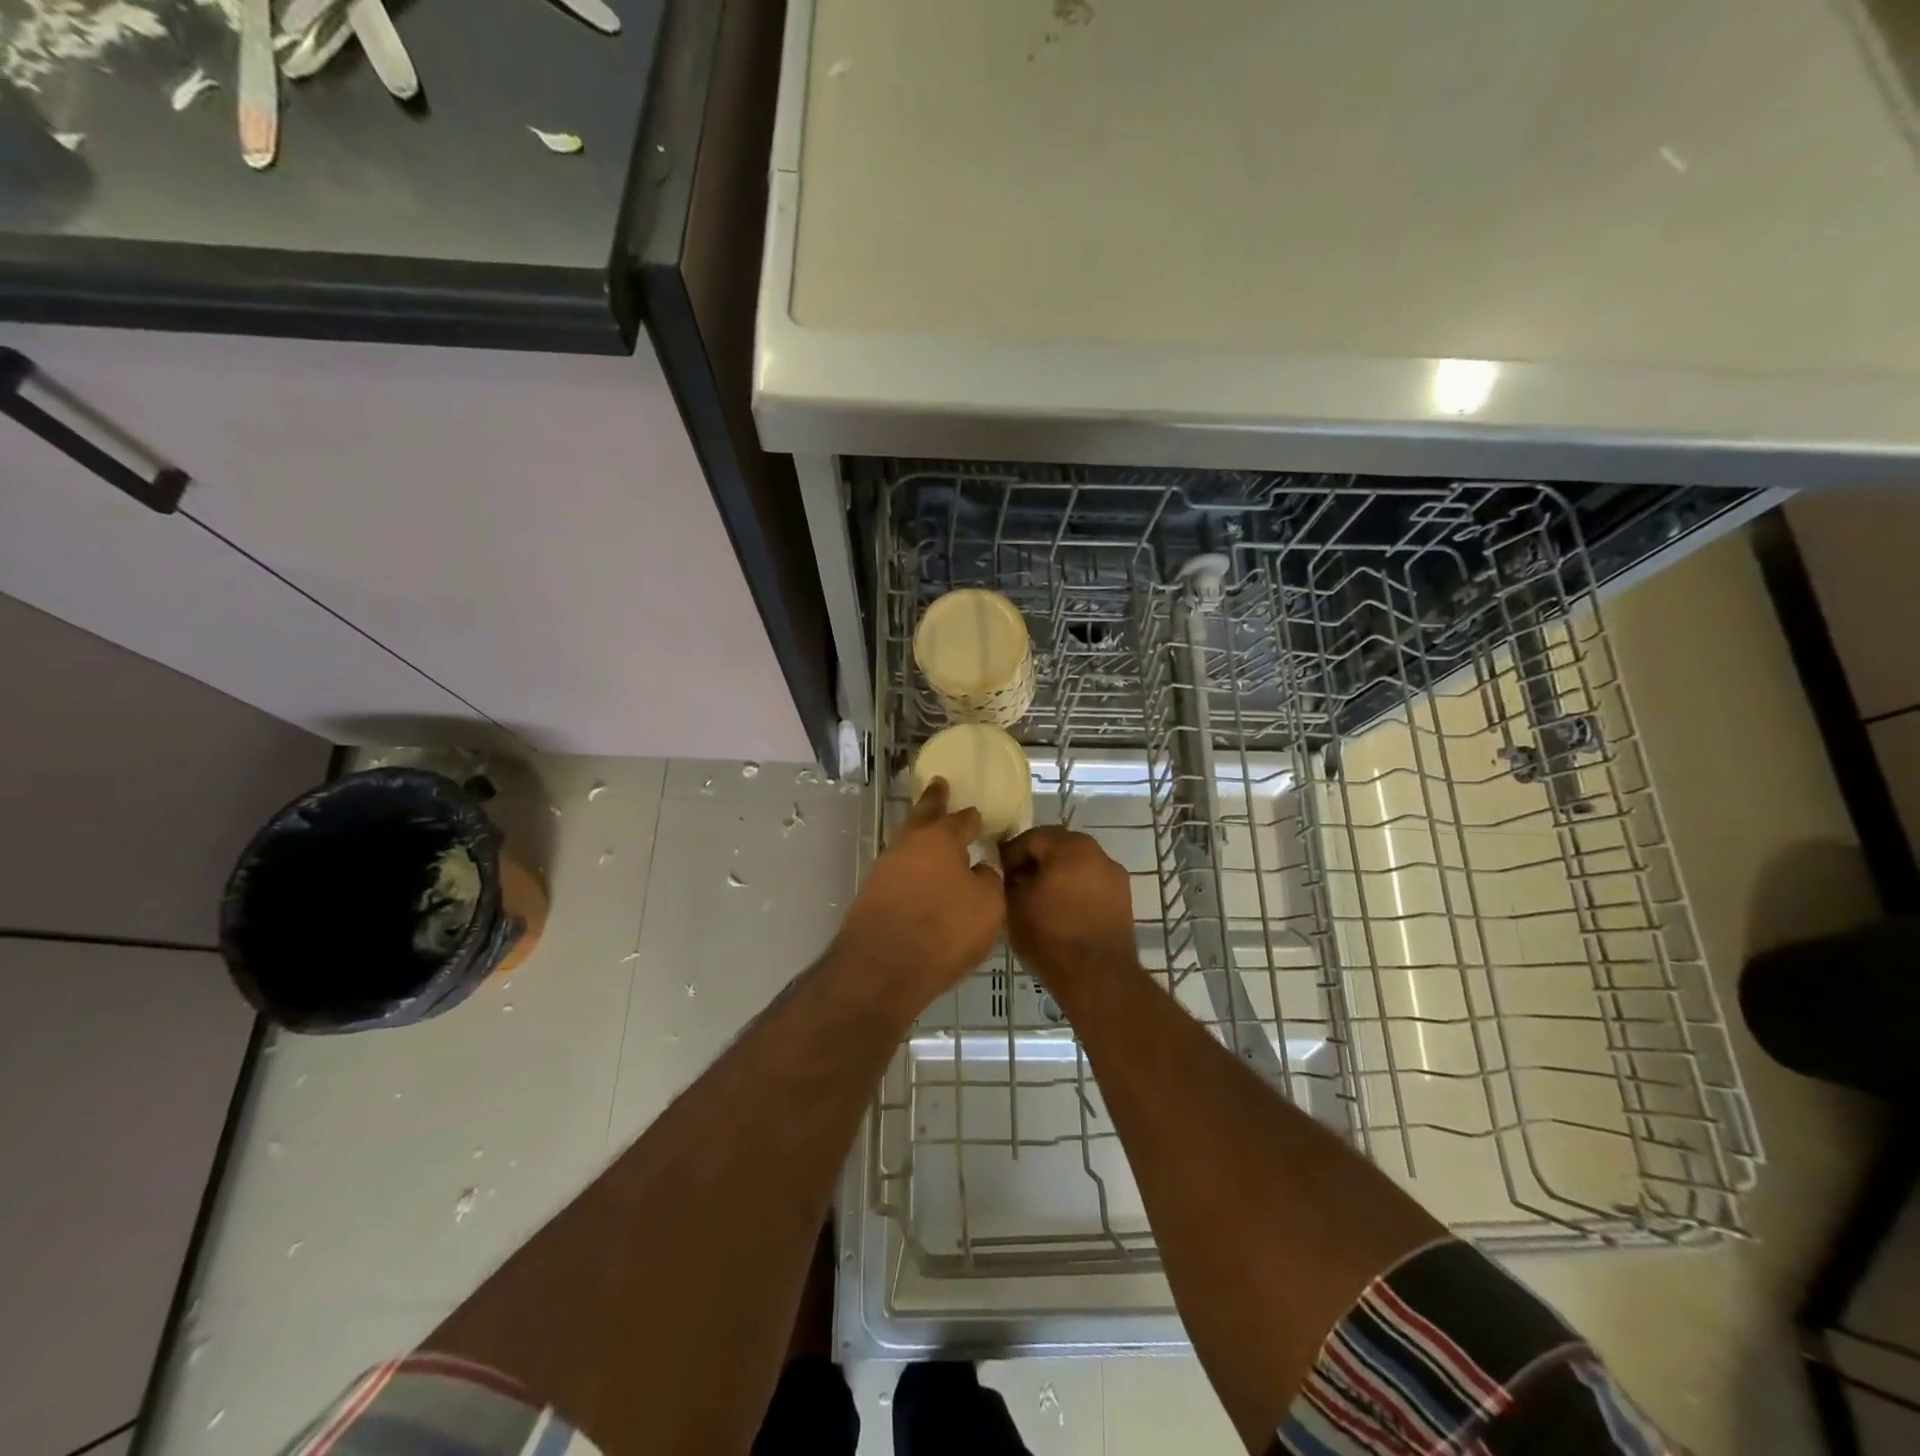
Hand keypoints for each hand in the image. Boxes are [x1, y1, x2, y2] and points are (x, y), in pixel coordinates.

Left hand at [832, 779, 1004, 1010]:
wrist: (881, 968)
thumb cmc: (944, 931)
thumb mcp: (988, 907)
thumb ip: (988, 882)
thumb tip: (980, 869)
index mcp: (940, 839)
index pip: (962, 820)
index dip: (971, 817)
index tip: (976, 813)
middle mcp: (909, 844)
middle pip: (923, 815)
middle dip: (933, 801)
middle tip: (939, 785)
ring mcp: (885, 868)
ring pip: (907, 843)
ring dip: (920, 837)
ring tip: (931, 836)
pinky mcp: (871, 894)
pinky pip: (898, 870)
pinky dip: (910, 868)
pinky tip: (918, 877)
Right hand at [1000, 827, 1137, 989]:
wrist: (1097, 977)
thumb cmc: (1050, 935)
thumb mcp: (1013, 905)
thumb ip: (1007, 880)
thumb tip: (1008, 874)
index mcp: (1069, 846)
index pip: (1031, 838)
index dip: (1009, 855)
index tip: (997, 875)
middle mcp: (1097, 852)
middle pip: (1057, 848)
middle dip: (1035, 862)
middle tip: (1015, 885)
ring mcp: (1114, 875)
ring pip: (1077, 866)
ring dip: (1056, 876)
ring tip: (1038, 900)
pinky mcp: (1123, 898)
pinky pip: (1091, 884)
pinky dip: (1075, 891)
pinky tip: (1060, 912)